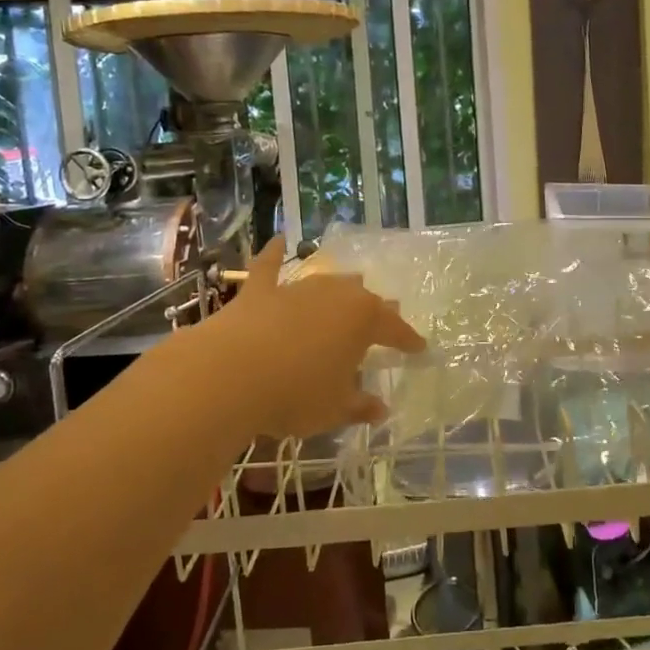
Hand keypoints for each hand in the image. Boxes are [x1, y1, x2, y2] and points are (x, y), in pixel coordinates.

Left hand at [194, 236, 425, 442]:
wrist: (230, 375)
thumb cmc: (295, 394)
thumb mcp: (334, 409)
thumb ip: (359, 406)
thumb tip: (380, 409)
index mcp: (363, 321)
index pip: (395, 328)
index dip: (408, 339)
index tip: (419, 348)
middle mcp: (335, 296)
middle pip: (363, 299)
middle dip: (377, 309)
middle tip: (386, 316)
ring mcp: (296, 289)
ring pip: (327, 283)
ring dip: (340, 288)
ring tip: (351, 287)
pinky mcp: (259, 292)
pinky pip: (270, 267)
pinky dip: (275, 254)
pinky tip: (278, 239)